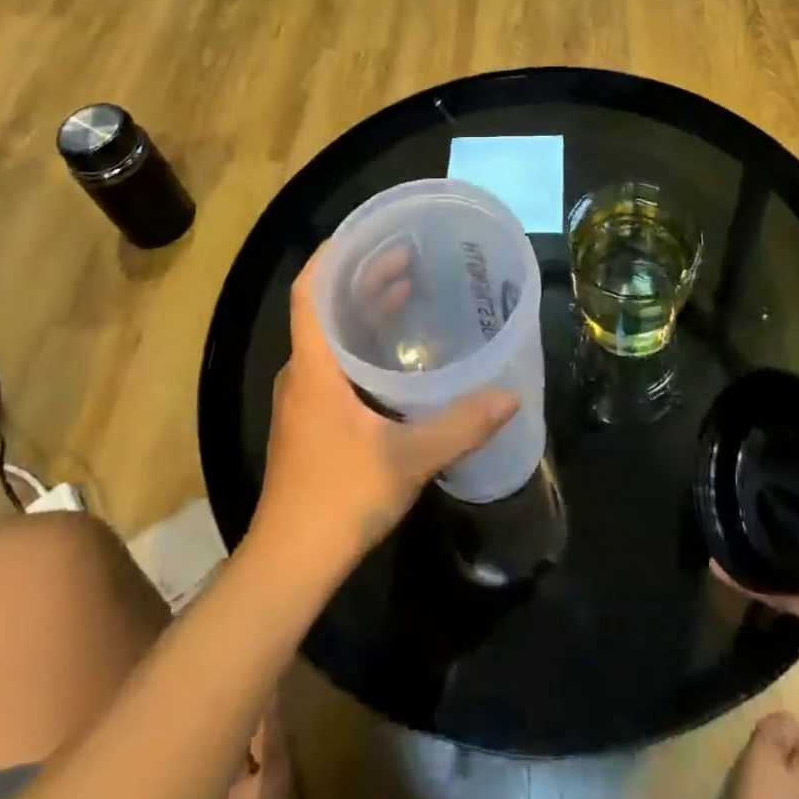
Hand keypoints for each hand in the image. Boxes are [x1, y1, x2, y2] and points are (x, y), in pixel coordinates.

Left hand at [252, 247, 518, 570]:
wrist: (289, 566)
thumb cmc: (339, 498)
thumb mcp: (408, 458)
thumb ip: (460, 425)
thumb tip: (509, 397)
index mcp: (314, 366)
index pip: (309, 290)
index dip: (331, 255)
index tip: (367, 232)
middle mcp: (302, 373)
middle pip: (325, 308)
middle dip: (362, 279)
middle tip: (407, 259)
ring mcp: (302, 400)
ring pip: (330, 337)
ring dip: (363, 312)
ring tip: (405, 292)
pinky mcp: (309, 423)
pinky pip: (333, 363)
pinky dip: (361, 344)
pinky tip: (394, 356)